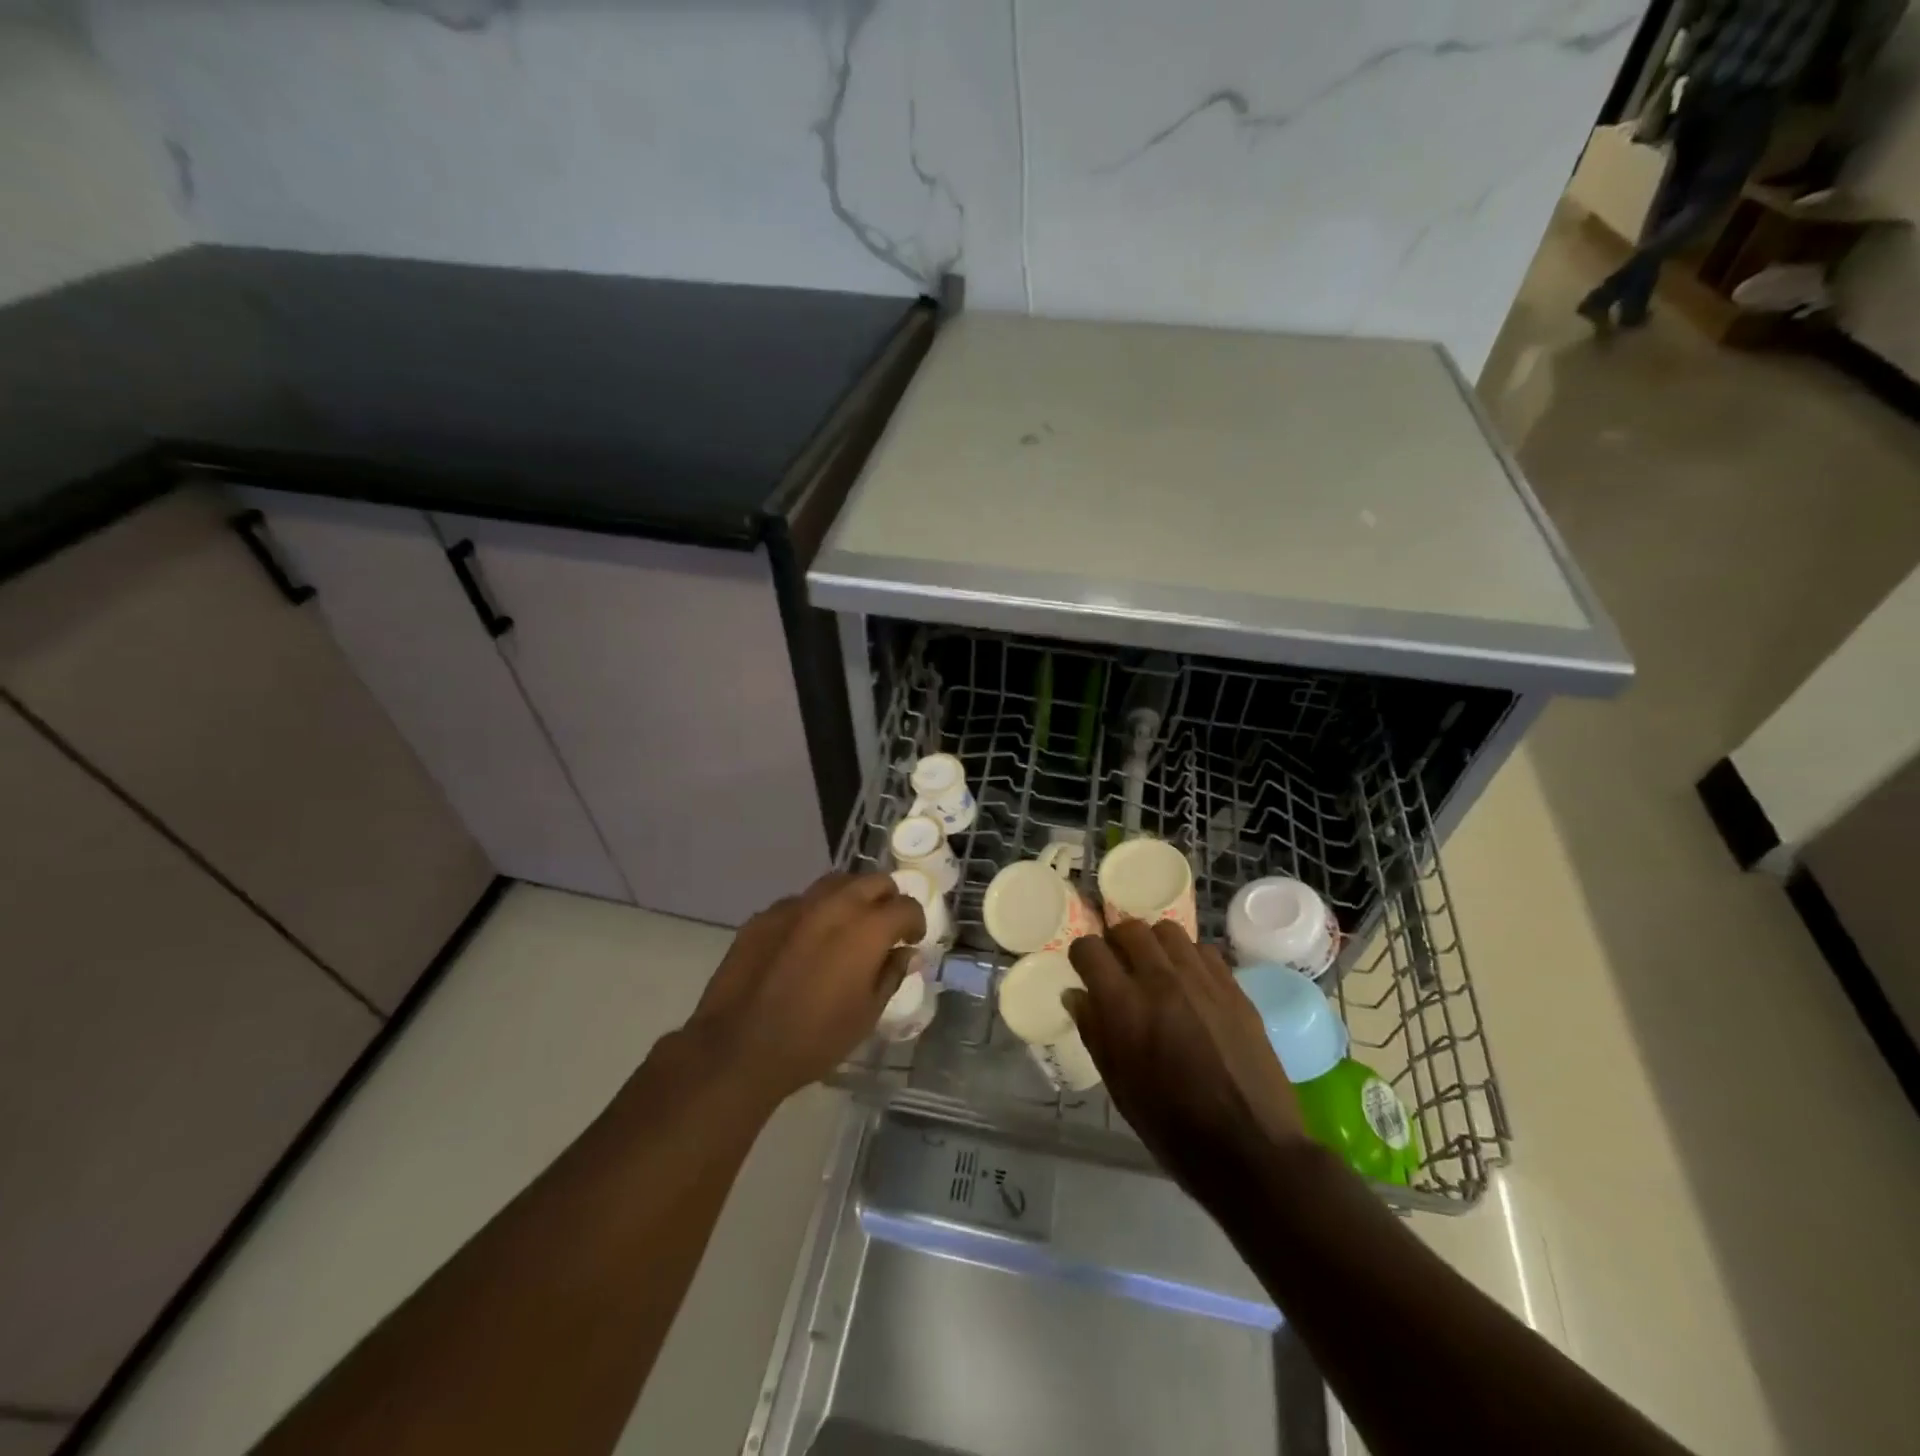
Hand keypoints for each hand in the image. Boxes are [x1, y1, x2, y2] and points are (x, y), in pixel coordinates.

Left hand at [686, 872, 924, 1104]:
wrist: (738, 1048)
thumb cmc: (814, 1039)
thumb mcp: (867, 1015)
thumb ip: (891, 974)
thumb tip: (905, 953)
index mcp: (867, 928)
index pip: (907, 906)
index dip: (915, 923)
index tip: (911, 941)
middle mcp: (834, 905)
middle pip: (874, 881)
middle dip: (887, 900)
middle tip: (884, 928)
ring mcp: (796, 905)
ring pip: (836, 883)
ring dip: (851, 898)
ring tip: (847, 927)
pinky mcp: (765, 915)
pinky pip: (800, 902)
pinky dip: (814, 913)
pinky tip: (805, 943)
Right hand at [1066, 921, 1307, 1197]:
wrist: (1250, 1149)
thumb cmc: (1171, 1127)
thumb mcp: (1118, 1086)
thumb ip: (1093, 1031)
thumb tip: (1075, 994)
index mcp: (1123, 1005)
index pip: (1089, 949)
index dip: (1082, 956)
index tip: (1084, 970)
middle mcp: (1160, 980)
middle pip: (1129, 928)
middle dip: (1116, 941)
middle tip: (1119, 965)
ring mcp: (1201, 980)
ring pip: (1168, 931)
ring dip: (1153, 944)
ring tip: (1155, 969)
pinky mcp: (1234, 988)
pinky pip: (1204, 951)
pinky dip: (1189, 958)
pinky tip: (1190, 984)